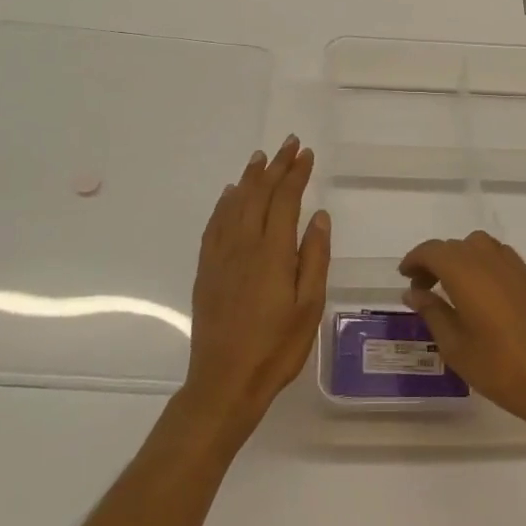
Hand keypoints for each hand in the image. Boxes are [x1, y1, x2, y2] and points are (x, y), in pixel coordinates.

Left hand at [183, 136, 329, 434]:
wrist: (224, 382)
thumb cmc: (276, 347)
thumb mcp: (309, 306)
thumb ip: (314, 257)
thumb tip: (318, 215)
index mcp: (273, 252)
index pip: (285, 199)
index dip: (296, 173)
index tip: (306, 154)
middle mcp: (244, 244)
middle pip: (259, 193)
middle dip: (276, 166)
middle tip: (288, 143)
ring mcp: (221, 255)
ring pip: (235, 203)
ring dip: (250, 177)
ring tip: (261, 158)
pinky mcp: (206, 269)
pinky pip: (214, 224)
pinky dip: (224, 203)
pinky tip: (230, 195)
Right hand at [399, 231, 525, 446]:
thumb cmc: (498, 367)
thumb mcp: (454, 345)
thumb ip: (432, 312)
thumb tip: (413, 292)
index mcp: (465, 272)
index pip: (432, 251)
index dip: (415, 260)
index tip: (404, 277)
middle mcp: (488, 259)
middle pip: (454, 246)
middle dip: (434, 262)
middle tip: (423, 291)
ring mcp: (512, 266)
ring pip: (477, 246)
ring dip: (459, 259)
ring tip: (451, 289)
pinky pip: (497, 256)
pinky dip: (481, 264)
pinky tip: (479, 294)